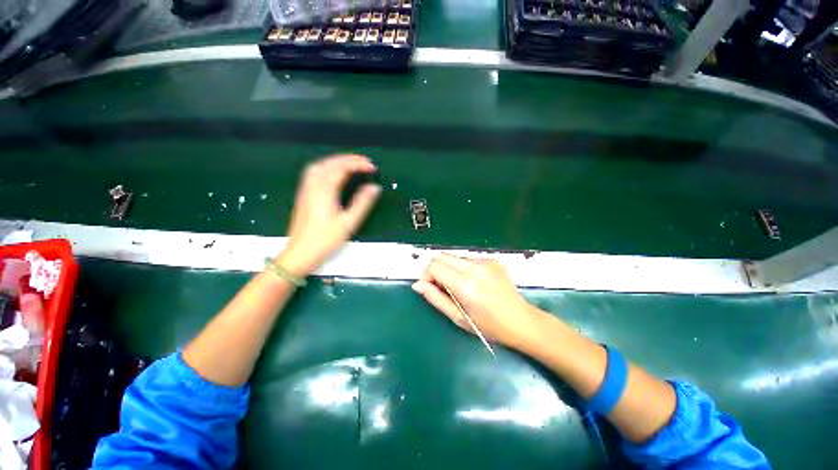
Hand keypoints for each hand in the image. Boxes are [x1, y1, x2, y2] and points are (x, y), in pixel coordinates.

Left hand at [279, 154, 380, 275]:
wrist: (300, 253)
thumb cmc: (325, 240)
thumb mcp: (348, 223)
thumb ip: (362, 203)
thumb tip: (374, 187)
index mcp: (325, 191)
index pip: (342, 168)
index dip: (359, 164)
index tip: (373, 167)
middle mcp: (313, 185)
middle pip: (330, 163)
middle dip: (349, 159)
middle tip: (365, 162)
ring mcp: (306, 189)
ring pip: (320, 165)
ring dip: (337, 160)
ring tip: (351, 163)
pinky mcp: (303, 195)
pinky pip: (314, 172)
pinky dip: (327, 166)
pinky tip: (333, 172)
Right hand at [412, 254, 543, 348]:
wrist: (521, 321)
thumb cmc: (489, 326)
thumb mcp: (458, 317)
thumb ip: (435, 298)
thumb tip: (418, 284)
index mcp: (466, 285)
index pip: (435, 266)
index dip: (426, 274)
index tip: (428, 286)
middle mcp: (475, 268)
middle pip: (442, 256)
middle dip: (435, 269)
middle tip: (441, 286)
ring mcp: (485, 261)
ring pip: (454, 257)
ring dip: (449, 268)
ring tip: (458, 286)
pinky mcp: (492, 259)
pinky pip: (467, 258)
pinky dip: (462, 268)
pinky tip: (471, 282)